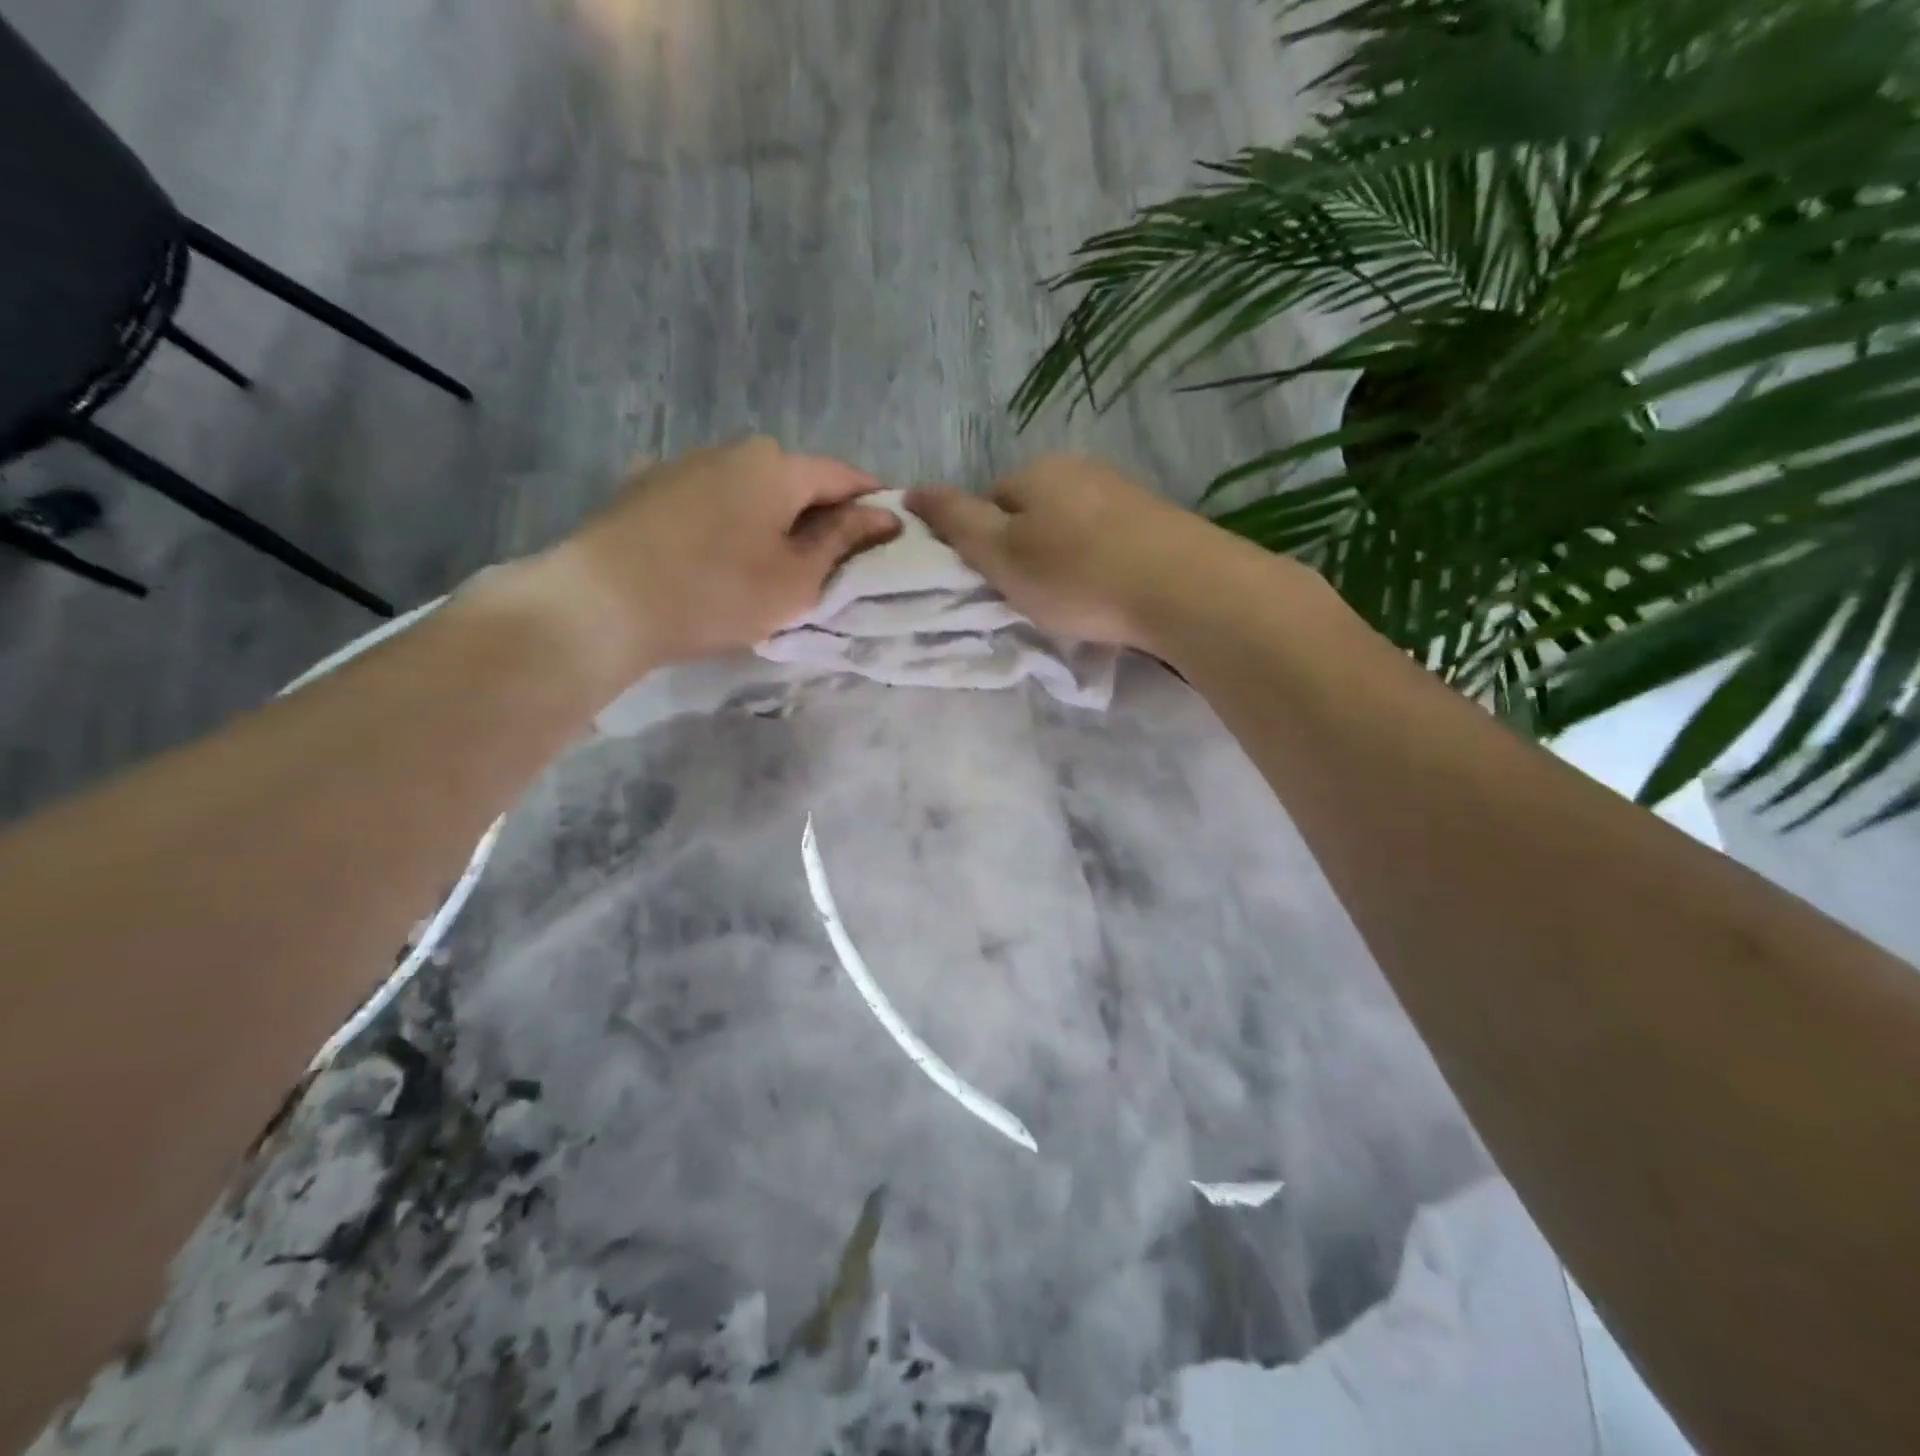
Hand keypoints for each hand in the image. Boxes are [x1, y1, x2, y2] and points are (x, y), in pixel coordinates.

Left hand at [542, 438, 899, 671]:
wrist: (604, 602)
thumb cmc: (718, 592)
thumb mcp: (796, 577)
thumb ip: (844, 541)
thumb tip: (885, 516)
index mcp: (776, 466)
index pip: (843, 475)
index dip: (872, 502)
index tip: (889, 533)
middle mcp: (731, 450)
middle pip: (795, 479)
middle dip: (821, 513)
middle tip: (834, 560)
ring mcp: (683, 465)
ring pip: (750, 489)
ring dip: (774, 518)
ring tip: (777, 561)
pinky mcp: (647, 488)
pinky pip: (710, 501)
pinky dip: (731, 522)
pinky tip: (723, 555)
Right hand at [906, 455, 1239, 651]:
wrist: (1181, 588)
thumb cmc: (1076, 575)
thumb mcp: (1000, 553)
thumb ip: (955, 521)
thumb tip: (911, 489)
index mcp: (1035, 472)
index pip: (988, 503)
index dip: (984, 547)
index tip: (999, 584)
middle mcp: (1079, 469)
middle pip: (1031, 513)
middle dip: (1026, 551)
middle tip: (1034, 597)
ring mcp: (1122, 491)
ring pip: (1071, 527)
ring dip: (1064, 559)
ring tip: (1075, 600)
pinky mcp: (1156, 519)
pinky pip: (1107, 539)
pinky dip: (1100, 564)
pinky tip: (1110, 592)